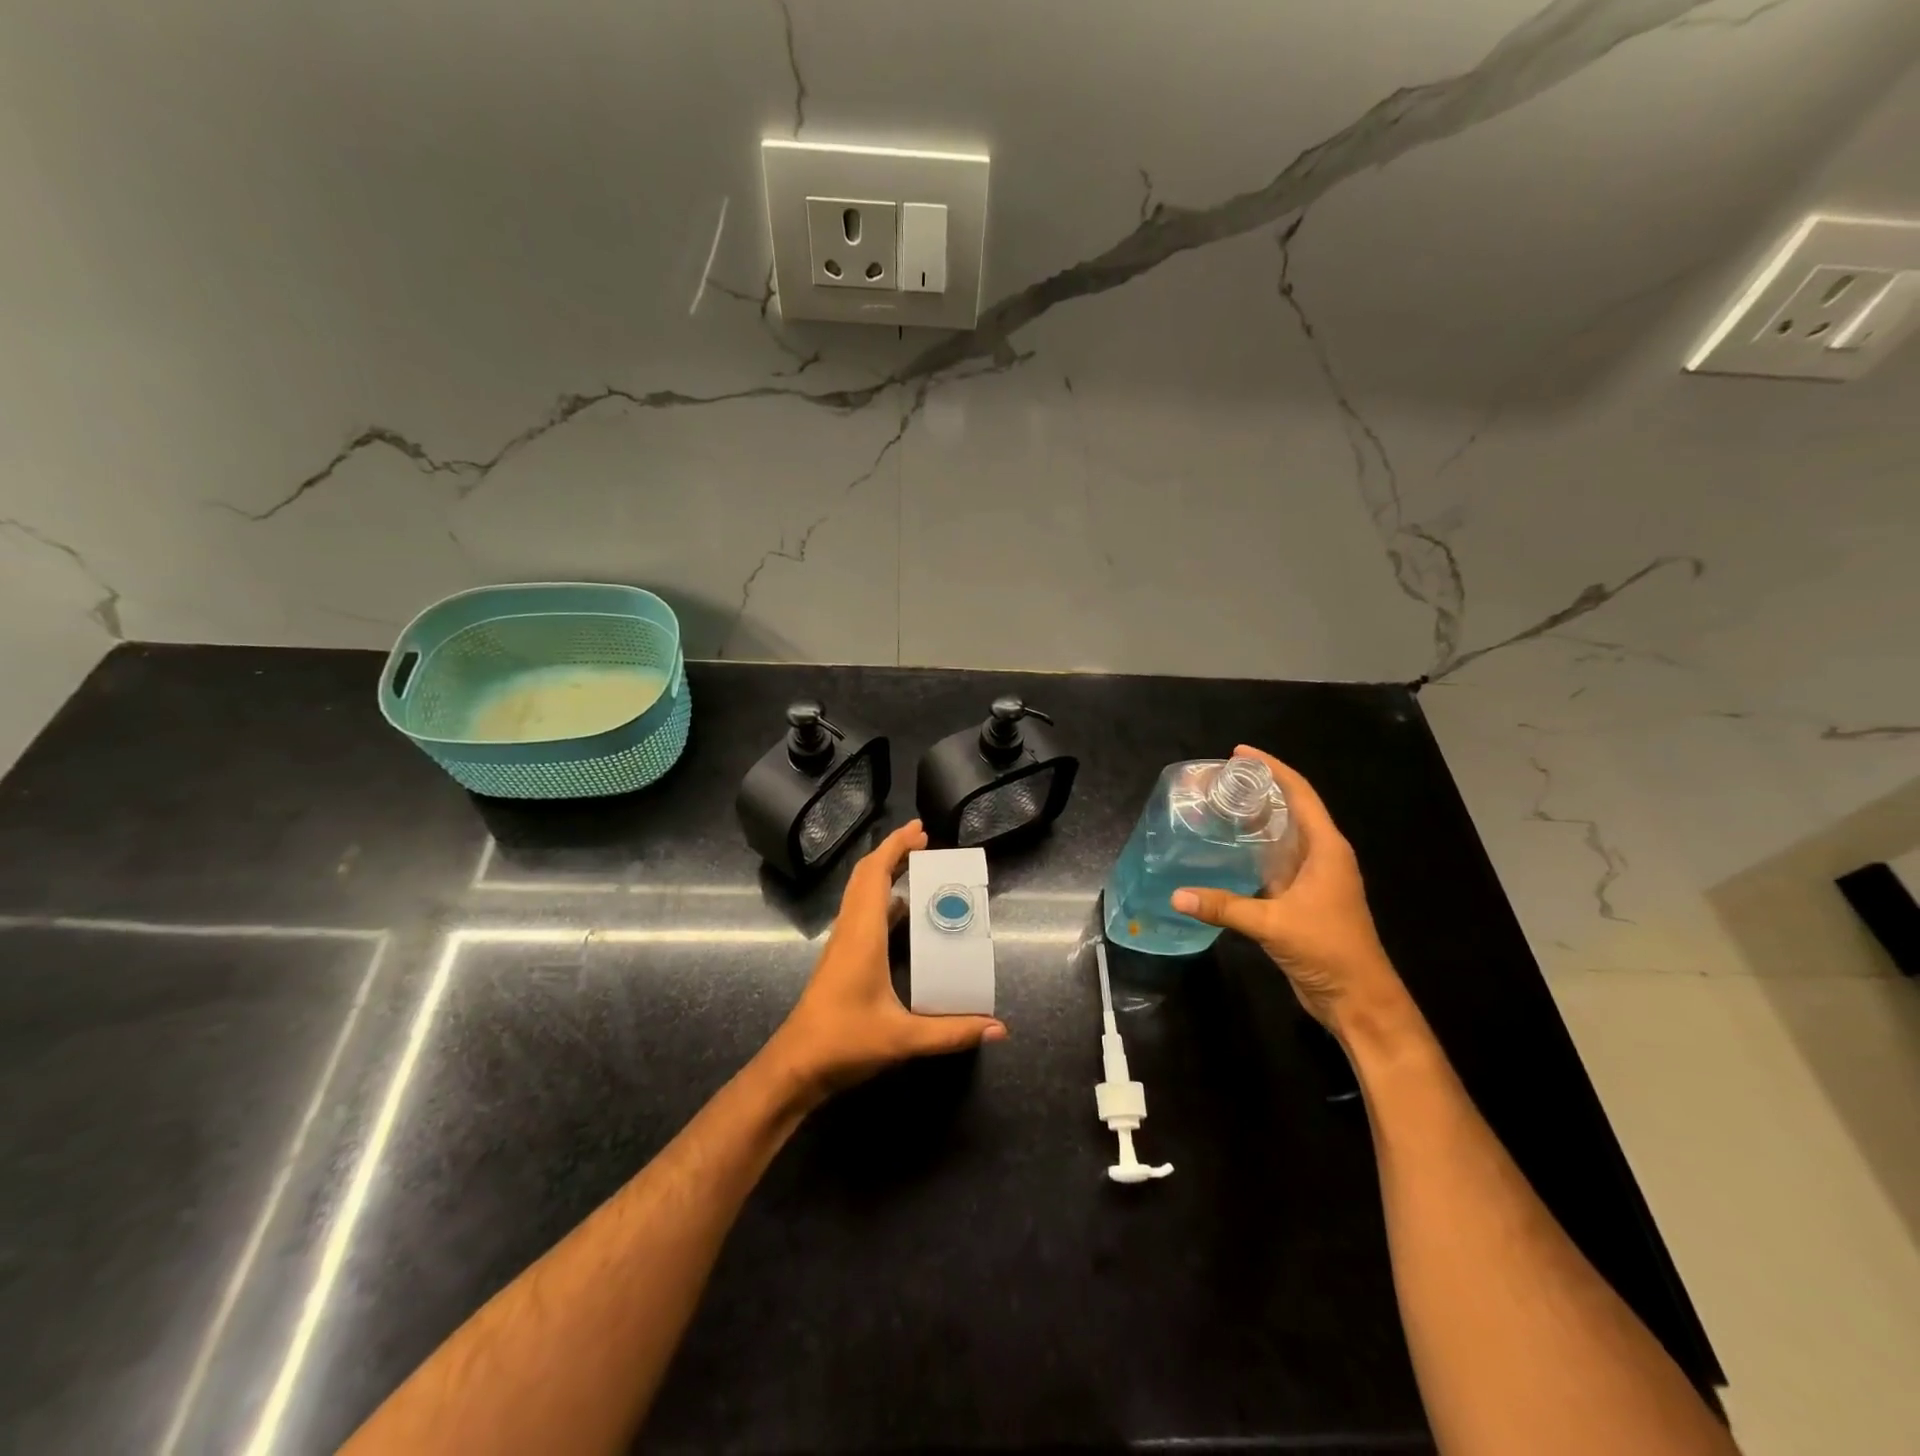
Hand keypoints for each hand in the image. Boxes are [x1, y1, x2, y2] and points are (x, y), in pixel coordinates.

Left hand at [767, 820, 1006, 1103]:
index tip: (920, 830)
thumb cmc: (843, 1043)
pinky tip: (902, 913)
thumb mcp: (902, 1039)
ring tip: (918, 868)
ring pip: (860, 893)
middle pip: (865, 876)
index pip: (876, 875)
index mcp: (863, 934)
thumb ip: (952, 1032)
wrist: (794, 1067)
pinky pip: (860, 913)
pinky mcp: (841, 958)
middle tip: (924, 841)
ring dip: (885, 873)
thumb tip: (998, 1028)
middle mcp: (850, 930)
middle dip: (893, 852)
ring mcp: (842, 944)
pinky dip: (881, 898)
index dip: (895, 847)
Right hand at [1171, 746, 1407, 1035]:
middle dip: (1259, 790)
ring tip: (1217, 806)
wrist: (1357, 999)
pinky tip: (1225, 851)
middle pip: (1291, 810)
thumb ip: (1225, 907)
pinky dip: (1252, 852)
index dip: (1272, 768)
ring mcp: (1314, 879)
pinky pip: (1274, 863)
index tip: (1239, 752)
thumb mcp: (1273, 924)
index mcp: (1327, 849)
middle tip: (1218, 780)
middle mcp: (1322, 856)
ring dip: (1255, 821)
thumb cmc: (1328, 949)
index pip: (1300, 794)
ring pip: (1282, 837)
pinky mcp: (1302, 900)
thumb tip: (1177, 895)